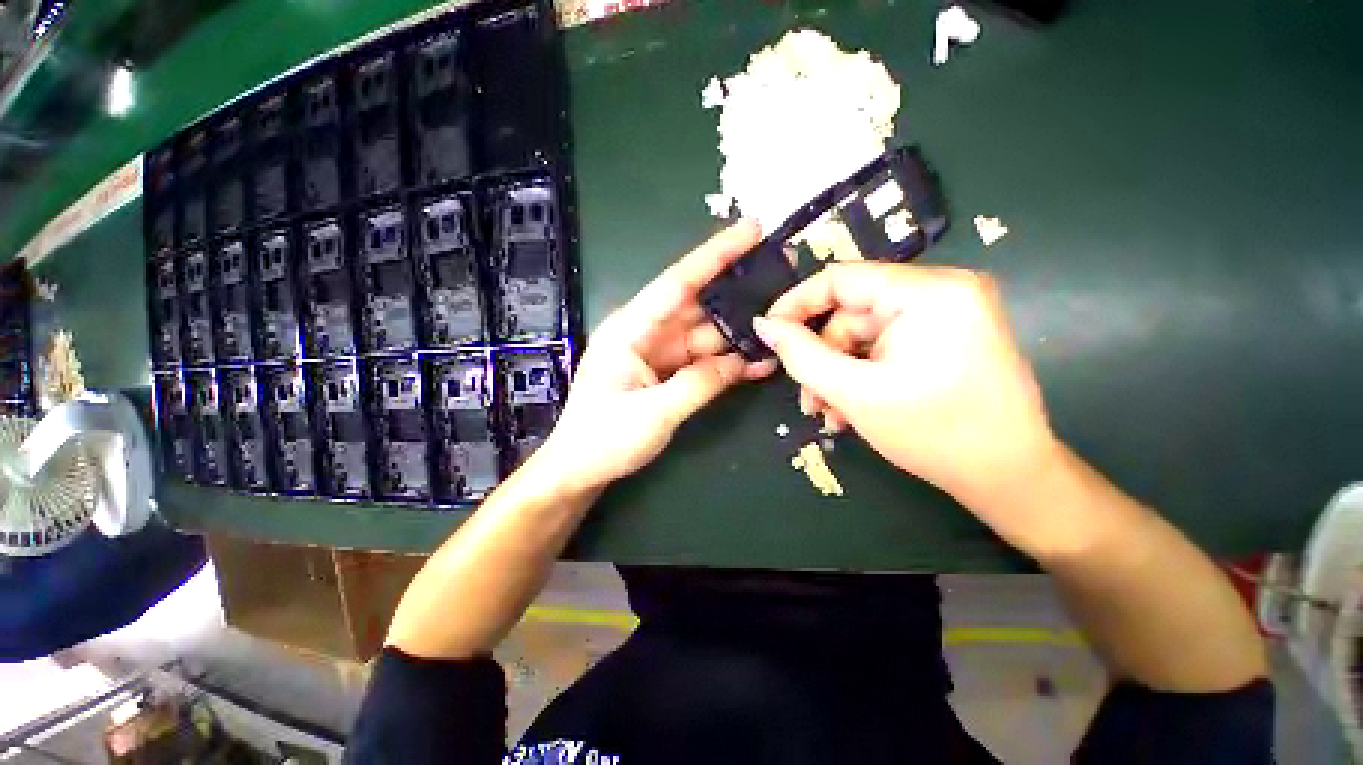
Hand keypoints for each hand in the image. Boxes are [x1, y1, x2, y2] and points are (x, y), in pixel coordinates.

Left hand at [539, 221, 776, 492]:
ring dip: (739, 332)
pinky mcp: (666, 373)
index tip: (751, 229)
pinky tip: (758, 362)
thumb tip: (741, 362)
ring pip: (705, 335)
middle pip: (698, 305)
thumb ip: (699, 384)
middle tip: (779, 276)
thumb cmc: (603, 440)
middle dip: (737, 291)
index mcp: (630, 329)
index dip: (715, 254)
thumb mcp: (653, 413)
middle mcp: (645, 333)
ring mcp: (658, 354)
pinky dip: (728, 362)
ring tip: (779, 322)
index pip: (678, 283)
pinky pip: (702, 361)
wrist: (580, 471)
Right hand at [755, 263, 1059, 517]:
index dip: (796, 304)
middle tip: (807, 399)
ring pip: (863, 336)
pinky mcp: (946, 338)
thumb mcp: (854, 392)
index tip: (767, 333)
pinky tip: (850, 409)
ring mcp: (947, 315)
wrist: (1010, 479)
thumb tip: (763, 325)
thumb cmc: (935, 434)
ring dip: (838, 374)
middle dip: (822, 358)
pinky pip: (884, 347)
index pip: (842, 279)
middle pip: (851, 314)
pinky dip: (861, 375)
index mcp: (931, 292)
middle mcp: (943, 291)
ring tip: (827, 413)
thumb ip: (801, 354)